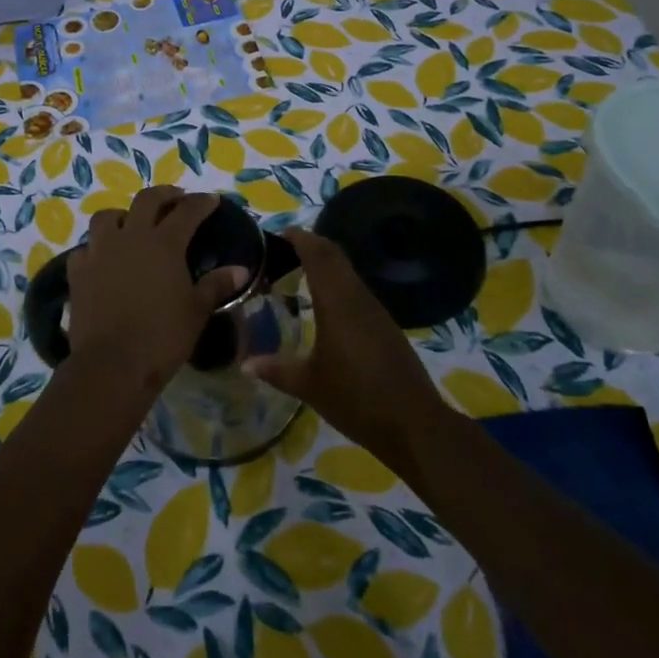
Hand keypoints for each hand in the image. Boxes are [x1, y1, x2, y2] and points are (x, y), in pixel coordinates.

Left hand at [65, 187, 249, 395]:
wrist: (112, 364)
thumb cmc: (162, 337)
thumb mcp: (196, 311)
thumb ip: (216, 285)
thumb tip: (240, 269)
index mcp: (164, 243)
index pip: (187, 211)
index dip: (201, 203)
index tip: (211, 200)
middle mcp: (131, 237)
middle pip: (146, 200)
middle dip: (164, 195)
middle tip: (175, 199)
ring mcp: (99, 251)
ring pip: (108, 216)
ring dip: (123, 215)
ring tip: (132, 224)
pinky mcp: (78, 271)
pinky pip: (86, 248)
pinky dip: (96, 248)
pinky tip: (103, 259)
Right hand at [243, 227, 450, 473]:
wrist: (414, 423)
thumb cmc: (356, 399)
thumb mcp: (309, 386)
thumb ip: (276, 370)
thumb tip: (244, 364)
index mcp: (336, 303)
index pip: (317, 254)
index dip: (298, 238)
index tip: (277, 233)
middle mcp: (357, 297)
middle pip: (334, 255)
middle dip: (310, 244)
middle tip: (283, 249)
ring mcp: (375, 309)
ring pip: (348, 271)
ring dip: (326, 263)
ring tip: (299, 271)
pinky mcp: (385, 324)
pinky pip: (357, 289)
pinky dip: (338, 282)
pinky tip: (326, 303)